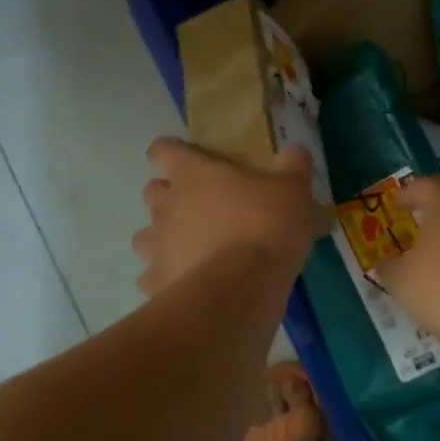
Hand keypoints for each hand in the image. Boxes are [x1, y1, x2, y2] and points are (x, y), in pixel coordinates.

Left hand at [134, 138, 321, 297]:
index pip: (163, 150)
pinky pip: (153, 277)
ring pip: (146, 236)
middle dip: (170, 196)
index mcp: (192, 174)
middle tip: (200, 206)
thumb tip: (293, 150)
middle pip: (152, 191)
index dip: (172, 152)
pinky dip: (167, 278)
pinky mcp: (156, 283)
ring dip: (164, 238)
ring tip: (192, 248)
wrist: (241, 289)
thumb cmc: (265, 227)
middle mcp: (166, 206)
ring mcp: (156, 247)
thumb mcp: (293, 191)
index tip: (189, 159)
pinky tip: (189, 284)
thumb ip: (293, 166)